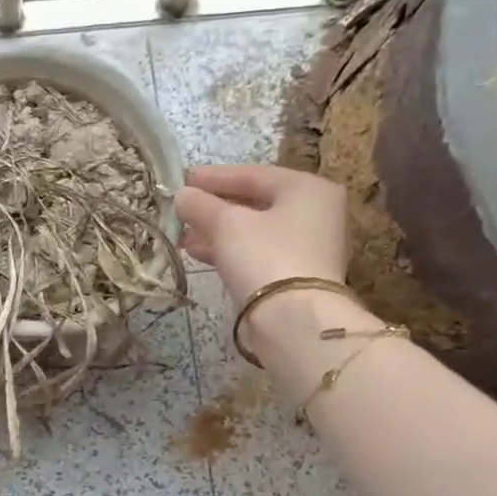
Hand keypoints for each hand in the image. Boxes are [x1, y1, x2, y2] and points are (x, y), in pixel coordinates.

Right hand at [175, 163, 379, 361]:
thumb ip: (201, 205)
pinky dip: (229, 251)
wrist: (294, 321)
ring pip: (253, 231)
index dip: (214, 177)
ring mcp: (307, 248)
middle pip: (255, 203)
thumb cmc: (265, 257)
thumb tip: (182, 195)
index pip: (253, 174)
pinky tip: (199, 253)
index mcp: (307, 188)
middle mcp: (314, 213)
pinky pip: (256, 254)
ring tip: (183, 235)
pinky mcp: (294, 276)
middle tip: (182, 208)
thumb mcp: (227, 224)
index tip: (183, 179)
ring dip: (217, 232)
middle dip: (214, 208)